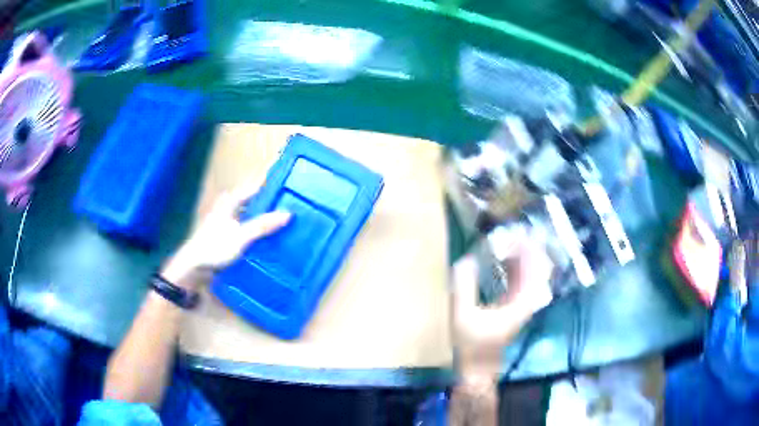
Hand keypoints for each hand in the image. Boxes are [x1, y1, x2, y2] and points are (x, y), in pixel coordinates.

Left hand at [162, 179, 290, 288]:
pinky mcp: (227, 233)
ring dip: (264, 215)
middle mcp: (229, 206)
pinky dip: (257, 226)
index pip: (255, 186)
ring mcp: (227, 219)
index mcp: (231, 200)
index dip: (271, 184)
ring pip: (250, 212)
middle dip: (270, 200)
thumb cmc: (215, 246)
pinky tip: (268, 234)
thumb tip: (288, 213)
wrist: (194, 266)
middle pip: (253, 199)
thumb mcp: (241, 236)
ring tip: (284, 219)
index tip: (290, 183)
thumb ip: (263, 225)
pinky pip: (247, 224)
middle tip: (291, 203)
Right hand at [452, 236, 552, 384]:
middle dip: (526, 247)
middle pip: (537, 267)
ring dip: (521, 255)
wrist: (477, 367)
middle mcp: (527, 300)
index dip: (530, 248)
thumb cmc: (472, 344)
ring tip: (505, 239)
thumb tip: (467, 259)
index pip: (538, 268)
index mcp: (521, 302)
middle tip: (509, 232)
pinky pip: (521, 279)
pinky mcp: (514, 306)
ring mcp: (522, 303)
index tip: (515, 233)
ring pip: (530, 272)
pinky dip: (515, 266)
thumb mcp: (463, 315)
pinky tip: (502, 258)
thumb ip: (464, 287)